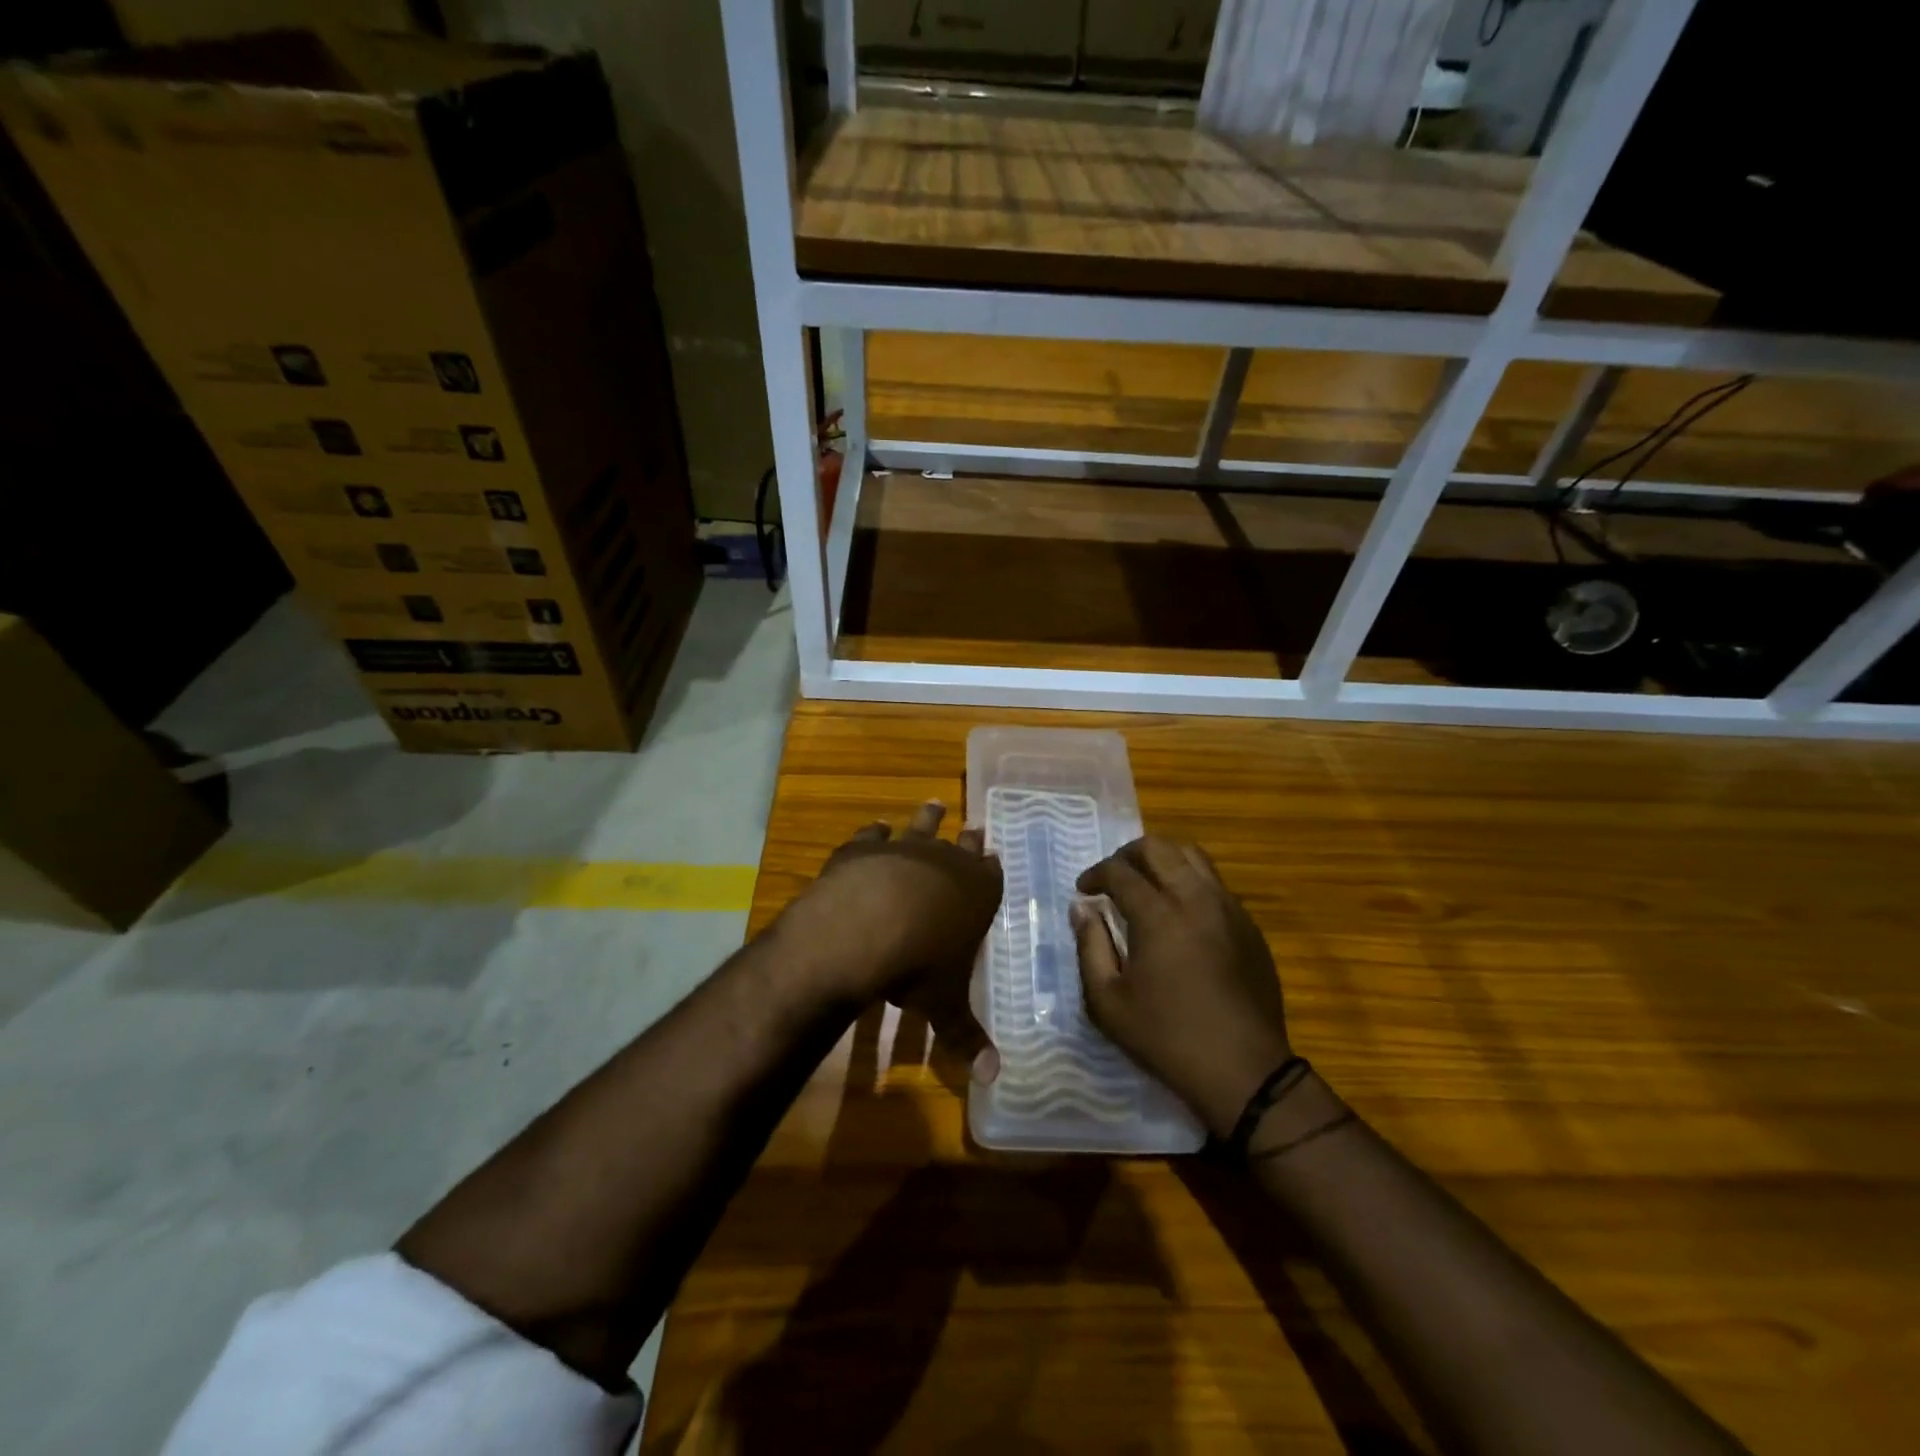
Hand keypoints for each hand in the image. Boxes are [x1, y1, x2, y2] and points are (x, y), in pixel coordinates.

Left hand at [781, 801, 1003, 1080]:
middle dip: (969, 837)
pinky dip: (875, 832)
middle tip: (975, 825)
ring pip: (922, 826)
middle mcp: (946, 863)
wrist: (863, 928)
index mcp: (976, 894)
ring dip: (928, 817)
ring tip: (934, 804)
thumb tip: (994, 1078)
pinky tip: (876, 827)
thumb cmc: (917, 967)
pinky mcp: (865, 847)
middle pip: (963, 844)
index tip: (993, 853)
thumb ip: (967, 1037)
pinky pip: (874, 834)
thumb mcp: (944, 1005)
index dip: (992, 866)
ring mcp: (904, 850)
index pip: (992, 873)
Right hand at [1072, 837, 1289, 1136]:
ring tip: (1146, 885)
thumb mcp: (1108, 1001)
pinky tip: (1180, 912)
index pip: (1120, 871)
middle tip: (1113, 878)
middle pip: (1159, 848)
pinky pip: (1215, 883)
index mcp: (1158, 914)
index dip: (1095, 874)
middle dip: (1127, 855)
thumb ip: (1089, 946)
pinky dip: (1190, 881)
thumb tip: (1082, 909)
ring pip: (1193, 856)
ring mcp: (1228, 908)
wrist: (1244, 1070)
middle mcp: (1196, 897)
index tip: (1084, 891)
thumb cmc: (1166, 1037)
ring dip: (1163, 861)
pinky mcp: (1248, 925)